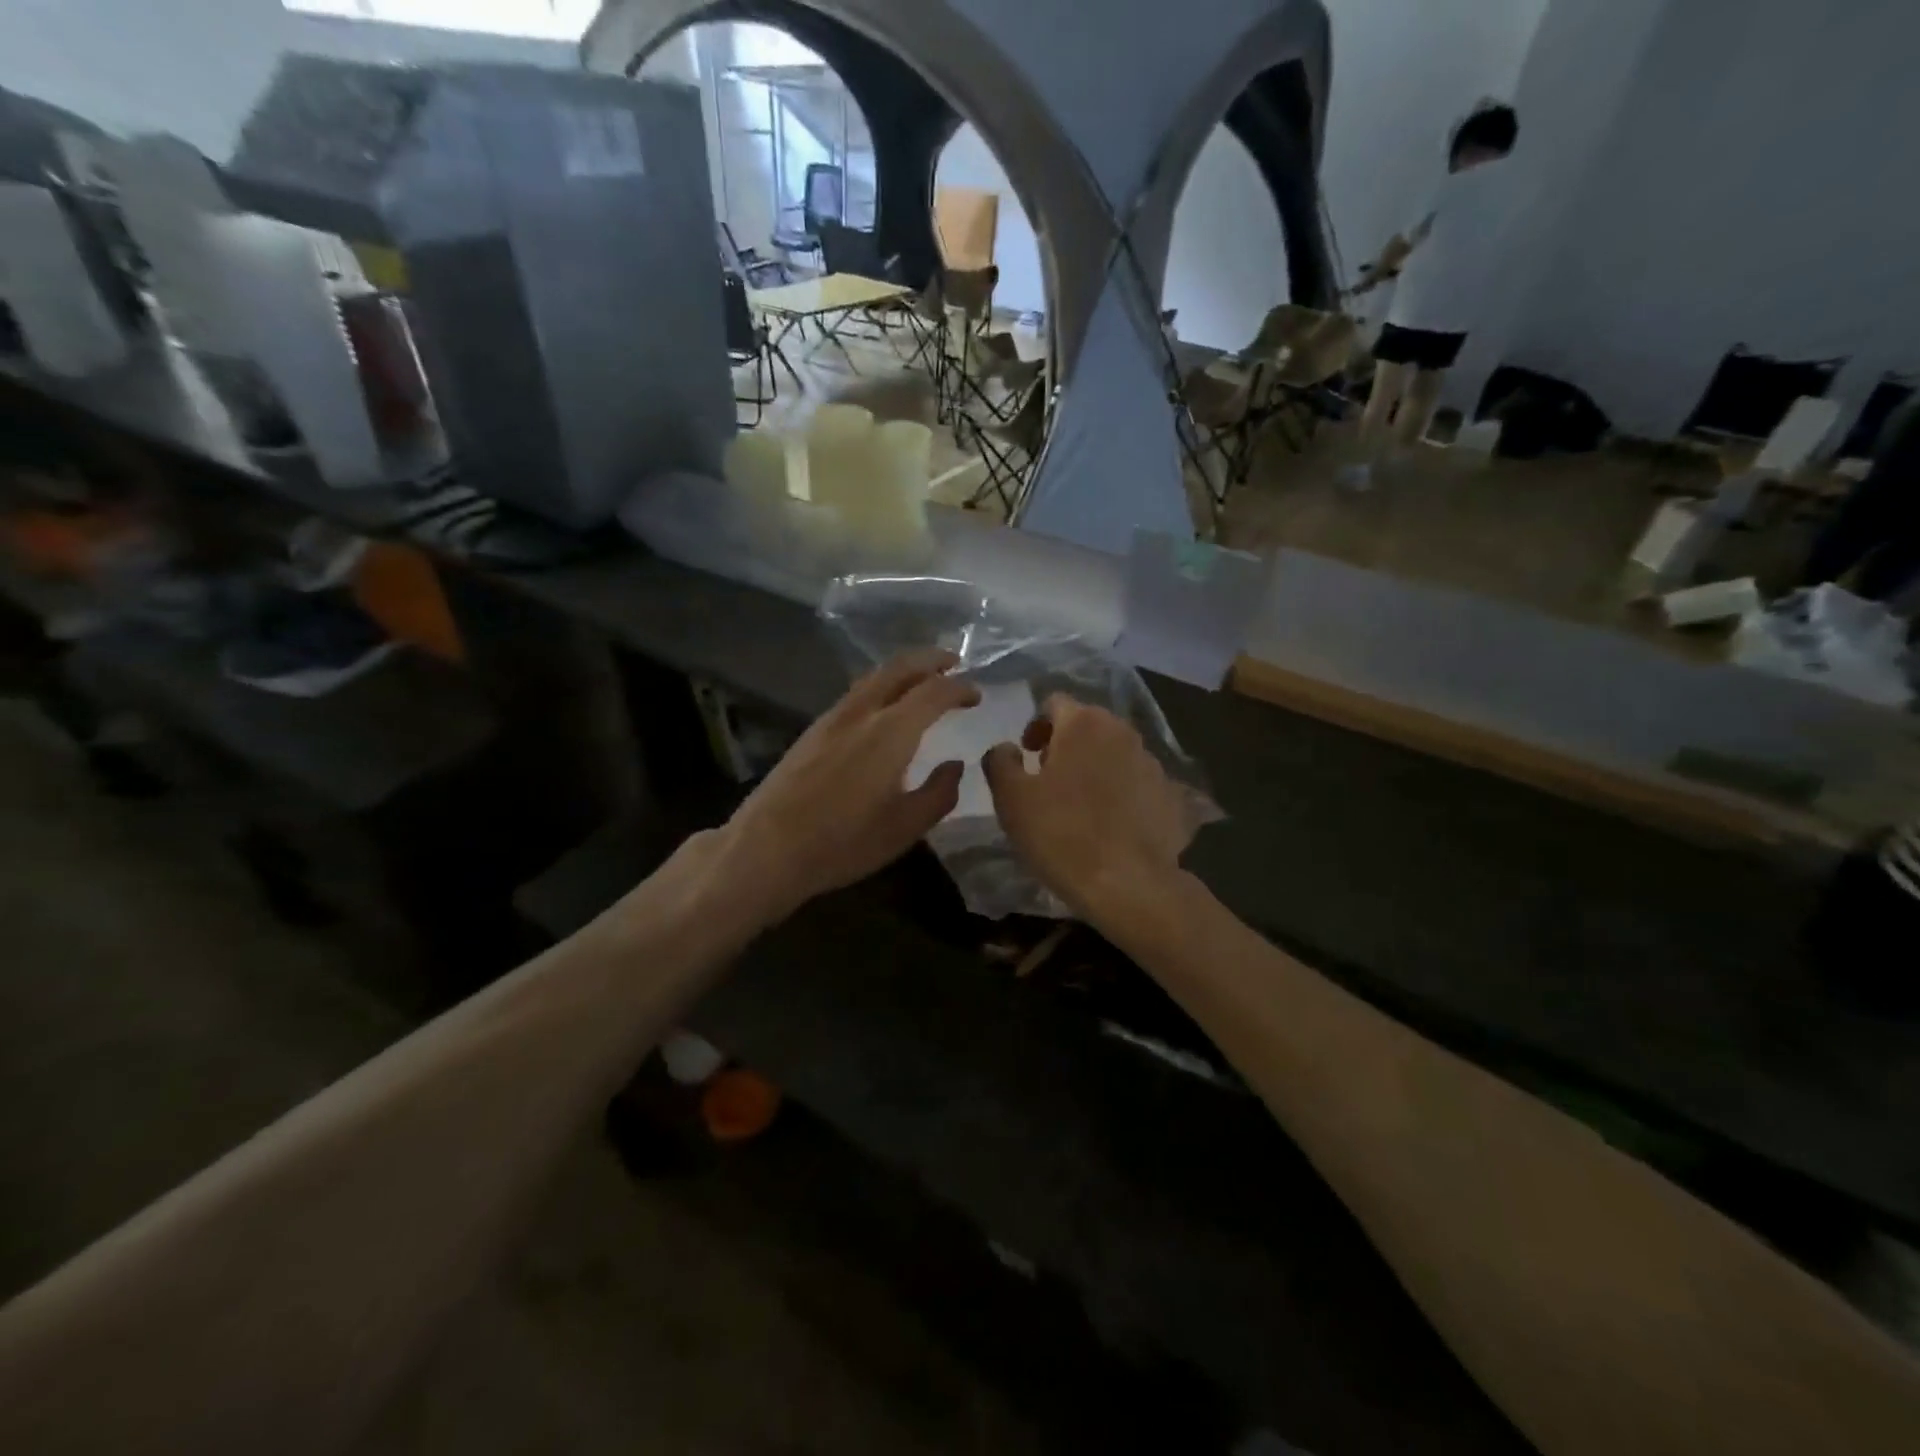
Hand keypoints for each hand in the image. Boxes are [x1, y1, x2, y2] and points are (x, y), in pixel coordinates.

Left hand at [716, 650, 978, 922]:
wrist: (767, 847)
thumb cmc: (844, 842)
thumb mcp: (906, 827)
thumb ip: (939, 793)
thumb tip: (955, 765)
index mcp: (891, 732)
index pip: (934, 692)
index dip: (959, 688)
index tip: (976, 695)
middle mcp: (862, 712)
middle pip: (900, 667)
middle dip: (930, 659)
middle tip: (953, 661)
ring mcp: (832, 718)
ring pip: (873, 676)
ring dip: (903, 669)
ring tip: (922, 678)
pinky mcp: (812, 730)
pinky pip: (856, 693)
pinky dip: (880, 685)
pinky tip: (883, 706)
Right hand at [982, 695, 1195, 924]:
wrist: (1128, 883)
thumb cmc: (1060, 833)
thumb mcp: (1011, 798)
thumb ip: (1000, 761)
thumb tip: (1007, 748)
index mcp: (1084, 723)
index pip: (1054, 703)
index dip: (1036, 726)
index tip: (1028, 756)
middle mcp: (1123, 732)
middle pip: (1088, 725)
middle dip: (1066, 745)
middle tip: (1049, 779)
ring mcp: (1153, 763)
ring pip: (1115, 753)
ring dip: (1096, 768)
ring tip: (1082, 805)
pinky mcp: (1172, 795)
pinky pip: (1138, 783)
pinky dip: (1122, 793)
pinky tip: (1112, 825)